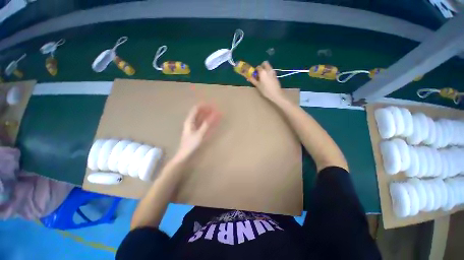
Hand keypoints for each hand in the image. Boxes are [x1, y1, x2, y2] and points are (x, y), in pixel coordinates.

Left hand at [174, 104, 220, 160]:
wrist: (184, 154)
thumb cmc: (191, 144)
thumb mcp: (200, 134)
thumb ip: (207, 124)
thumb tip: (214, 115)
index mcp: (189, 121)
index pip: (196, 109)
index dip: (204, 106)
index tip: (212, 105)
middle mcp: (190, 122)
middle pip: (198, 112)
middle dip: (207, 110)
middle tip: (215, 109)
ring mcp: (193, 126)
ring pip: (201, 118)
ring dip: (207, 115)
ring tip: (215, 113)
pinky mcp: (195, 131)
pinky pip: (202, 123)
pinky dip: (207, 121)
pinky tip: (212, 121)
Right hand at [248, 61, 284, 102]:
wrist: (275, 93)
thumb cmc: (265, 90)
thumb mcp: (257, 85)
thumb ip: (253, 80)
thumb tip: (248, 76)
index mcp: (262, 72)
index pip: (258, 67)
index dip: (256, 70)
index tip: (255, 75)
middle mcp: (268, 69)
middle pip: (265, 63)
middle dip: (262, 66)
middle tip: (259, 73)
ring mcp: (273, 71)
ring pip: (268, 66)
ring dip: (265, 69)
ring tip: (263, 77)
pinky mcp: (276, 75)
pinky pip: (271, 70)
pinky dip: (268, 72)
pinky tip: (267, 79)